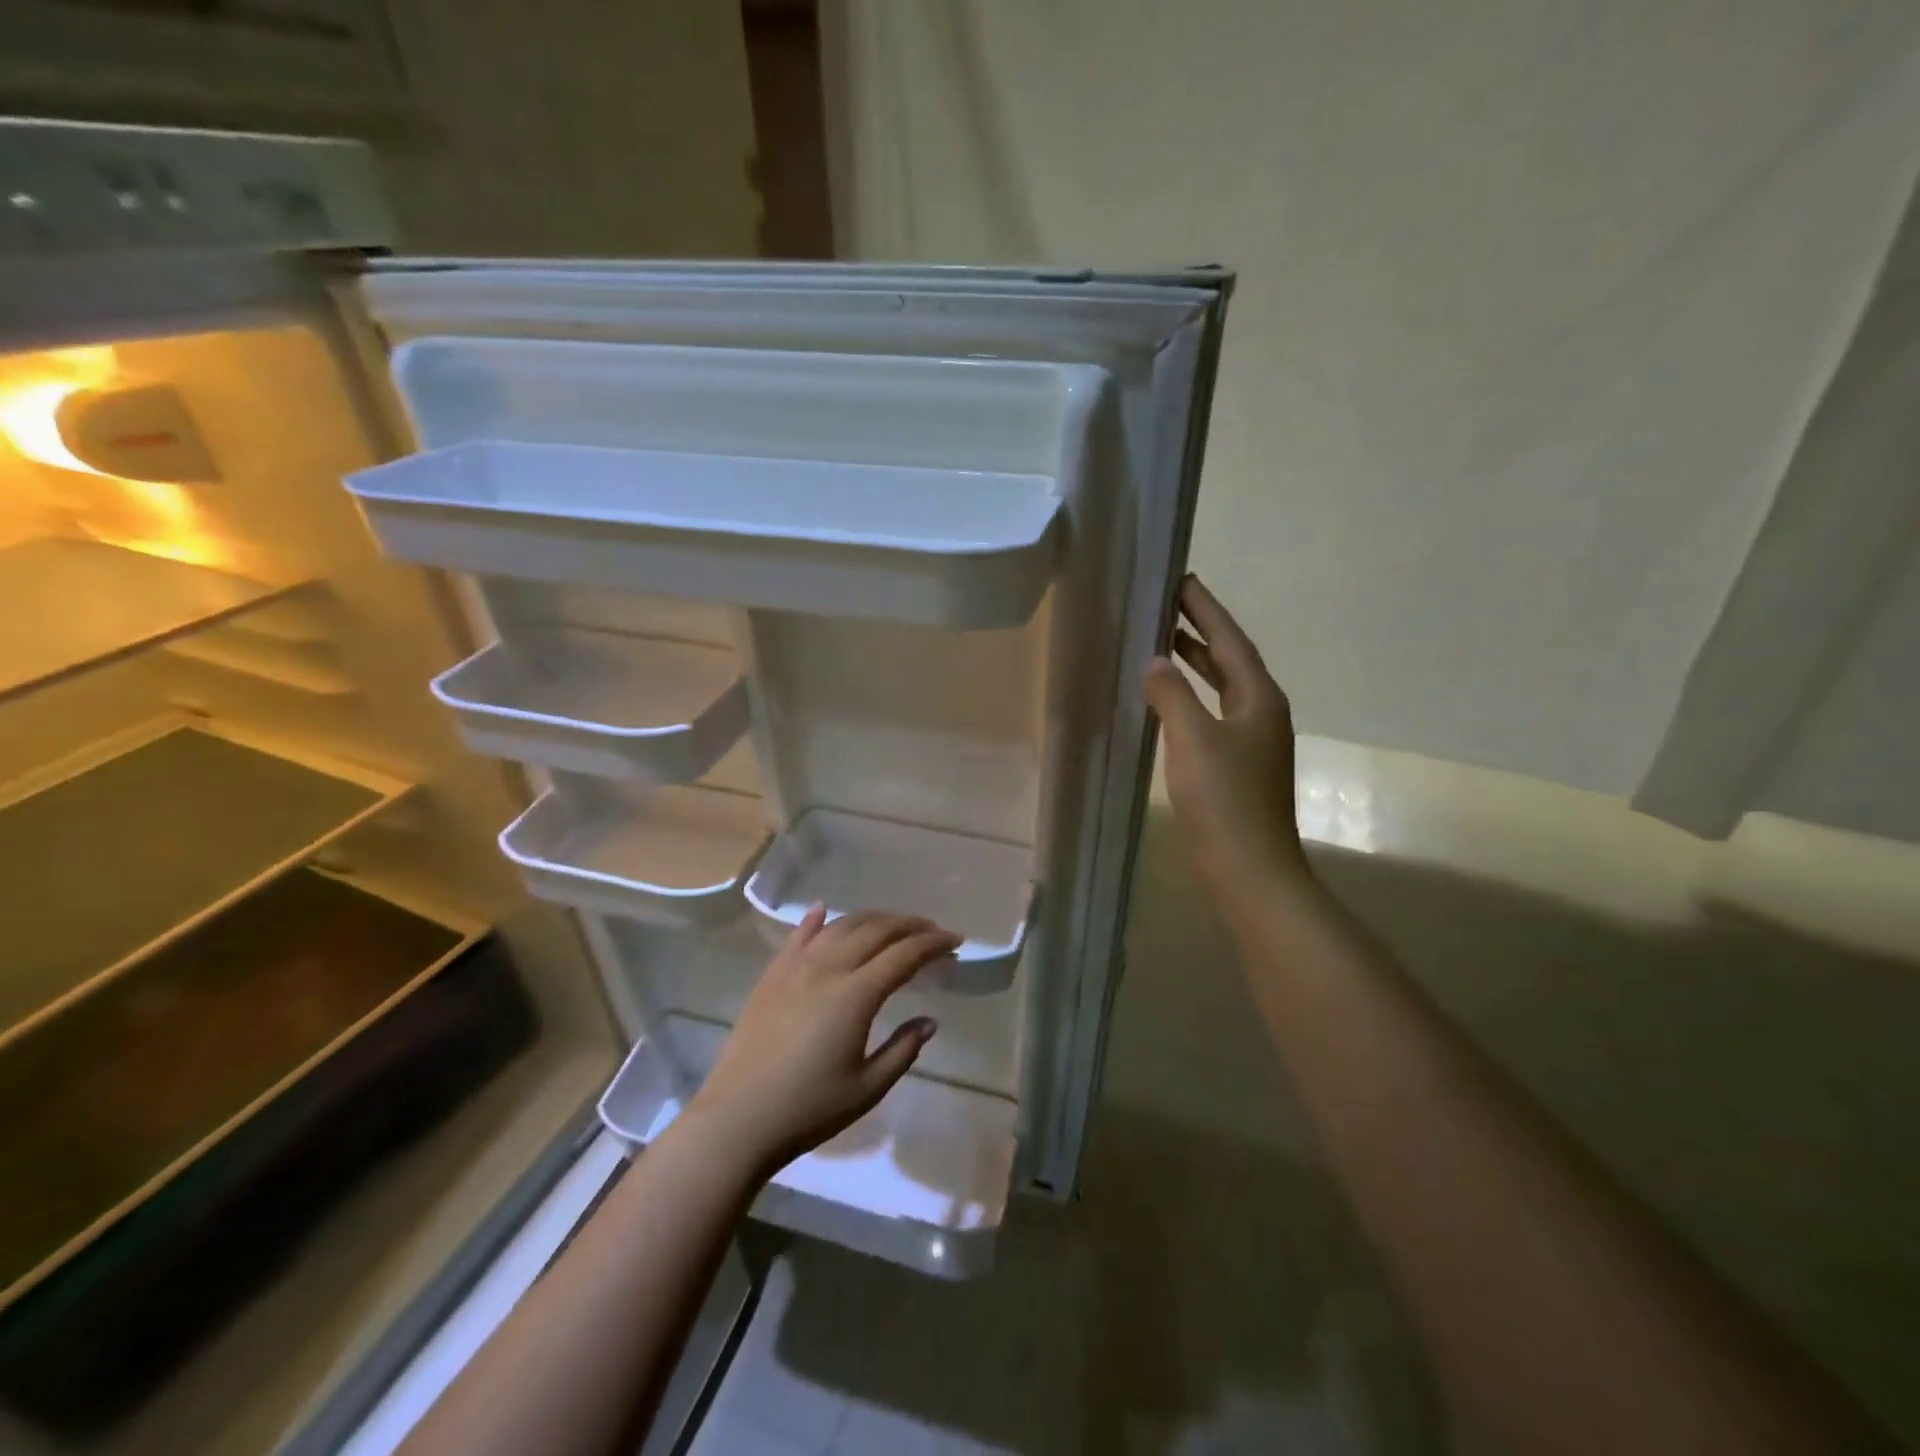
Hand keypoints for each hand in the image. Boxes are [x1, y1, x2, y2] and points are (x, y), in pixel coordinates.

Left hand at [685, 907, 956, 1175]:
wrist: (737, 1120)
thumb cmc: (808, 1109)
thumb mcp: (868, 1088)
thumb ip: (903, 1049)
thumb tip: (929, 1020)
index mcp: (856, 994)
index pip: (904, 954)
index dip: (933, 944)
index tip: (956, 940)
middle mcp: (828, 968)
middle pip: (876, 930)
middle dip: (910, 925)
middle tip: (932, 931)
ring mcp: (795, 967)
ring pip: (841, 926)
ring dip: (872, 919)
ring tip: (893, 924)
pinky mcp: (772, 975)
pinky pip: (797, 936)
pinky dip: (816, 919)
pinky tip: (824, 909)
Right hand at [1144, 575, 1312, 919]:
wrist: (1250, 871)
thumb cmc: (1224, 801)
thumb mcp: (1193, 740)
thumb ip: (1172, 695)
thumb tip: (1156, 662)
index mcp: (1259, 699)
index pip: (1230, 641)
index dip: (1206, 610)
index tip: (1182, 580)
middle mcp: (1261, 713)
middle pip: (1229, 660)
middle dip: (1200, 631)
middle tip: (1167, 605)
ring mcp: (1251, 742)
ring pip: (1221, 689)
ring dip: (1195, 664)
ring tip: (1163, 642)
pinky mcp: (1237, 767)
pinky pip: (1212, 715)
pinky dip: (1190, 699)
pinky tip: (1166, 702)